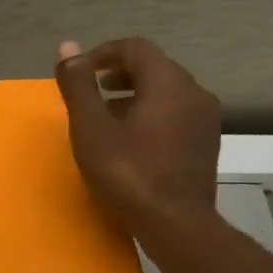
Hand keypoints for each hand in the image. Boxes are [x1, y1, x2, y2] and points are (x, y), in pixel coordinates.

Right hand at [54, 38, 221, 241]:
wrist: (176, 224)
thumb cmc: (128, 174)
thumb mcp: (92, 130)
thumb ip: (79, 87)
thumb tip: (67, 48)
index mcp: (168, 82)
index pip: (136, 49)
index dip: (104, 53)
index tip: (80, 71)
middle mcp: (194, 92)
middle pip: (155, 69)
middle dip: (119, 76)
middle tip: (91, 93)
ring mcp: (205, 121)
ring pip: (167, 94)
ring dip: (135, 98)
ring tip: (106, 119)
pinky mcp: (205, 146)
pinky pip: (175, 117)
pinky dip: (151, 117)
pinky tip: (132, 143)